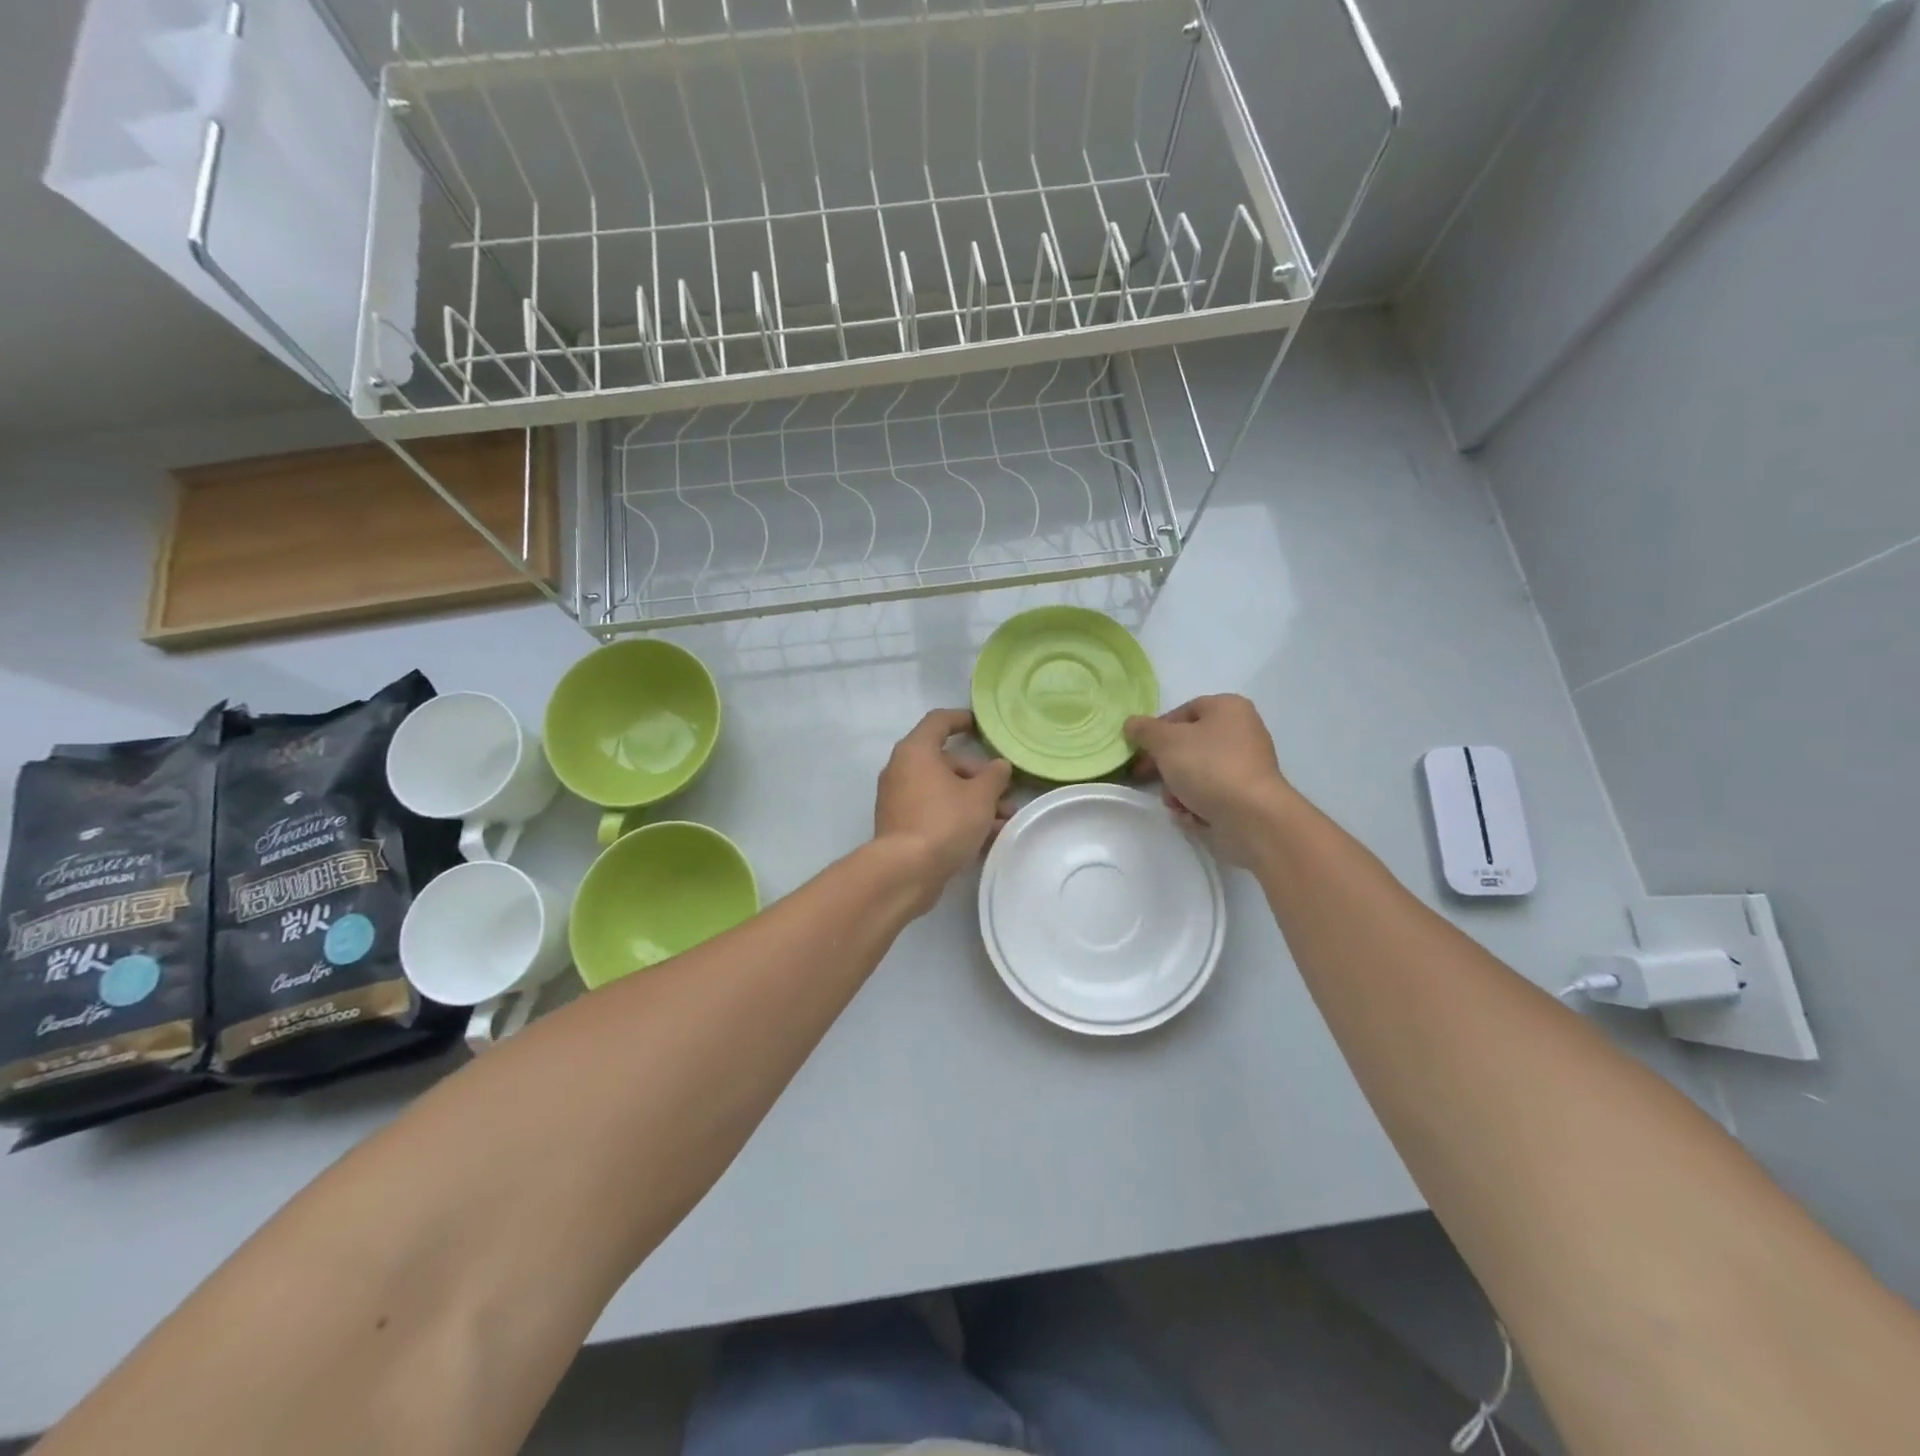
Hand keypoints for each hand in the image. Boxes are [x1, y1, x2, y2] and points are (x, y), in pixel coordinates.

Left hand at [874, 709, 1012, 911]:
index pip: (939, 722)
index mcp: (916, 751)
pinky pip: (934, 811)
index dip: (961, 719)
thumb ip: (994, 776)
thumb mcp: (980, 796)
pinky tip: (985, 836)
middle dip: (979, 776)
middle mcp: (901, 769)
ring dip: (973, 800)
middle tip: (1006, 793)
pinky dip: (957, 816)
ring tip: (1004, 819)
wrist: (905, 871)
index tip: (980, 726)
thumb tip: (999, 766)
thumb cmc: (945, 821)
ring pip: (942, 790)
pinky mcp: (900, 825)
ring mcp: (898, 799)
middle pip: (944, 761)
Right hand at [1125, 695, 1293, 864]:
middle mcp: (1242, 731)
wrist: (1252, 817)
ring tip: (1175, 803)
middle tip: (1145, 778)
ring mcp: (1247, 765)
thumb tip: (1131, 724)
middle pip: (1189, 744)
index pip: (1183, 711)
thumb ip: (1144, 730)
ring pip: (1197, 772)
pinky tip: (1192, 816)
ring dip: (1178, 789)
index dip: (1157, 730)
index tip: (1139, 750)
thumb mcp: (1166, 742)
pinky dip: (1198, 804)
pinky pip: (1213, 793)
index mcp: (1228, 708)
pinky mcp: (1247, 795)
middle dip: (1165, 766)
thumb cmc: (1208, 767)